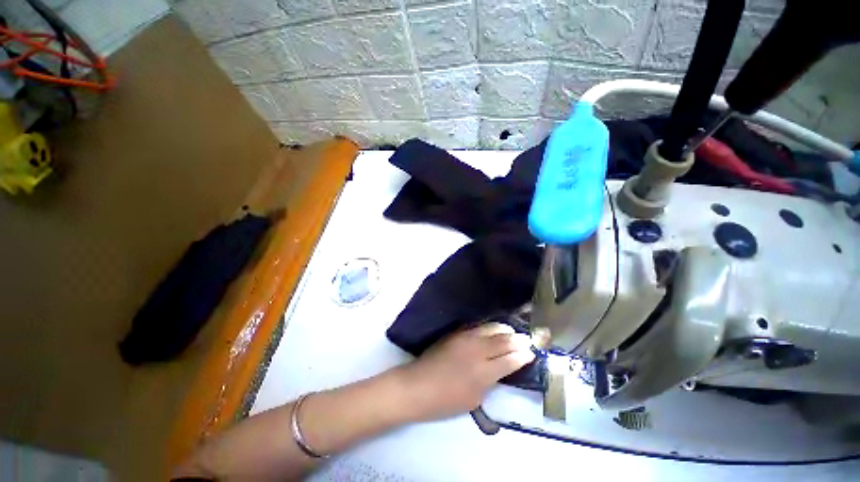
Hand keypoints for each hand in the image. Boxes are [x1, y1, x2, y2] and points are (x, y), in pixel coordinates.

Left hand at [397, 323, 534, 421]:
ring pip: (490, 329)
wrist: (419, 385)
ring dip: (504, 329)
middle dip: (517, 340)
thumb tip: (500, 369)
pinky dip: (488, 327)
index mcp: (484, 372)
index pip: (510, 360)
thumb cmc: (446, 400)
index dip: (523, 355)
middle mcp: (477, 350)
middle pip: (502, 341)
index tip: (531, 352)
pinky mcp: (456, 333)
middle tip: (527, 339)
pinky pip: (477, 326)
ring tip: (512, 331)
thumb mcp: (474, 398)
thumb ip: (490, 381)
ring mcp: (466, 338)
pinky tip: (493, 327)